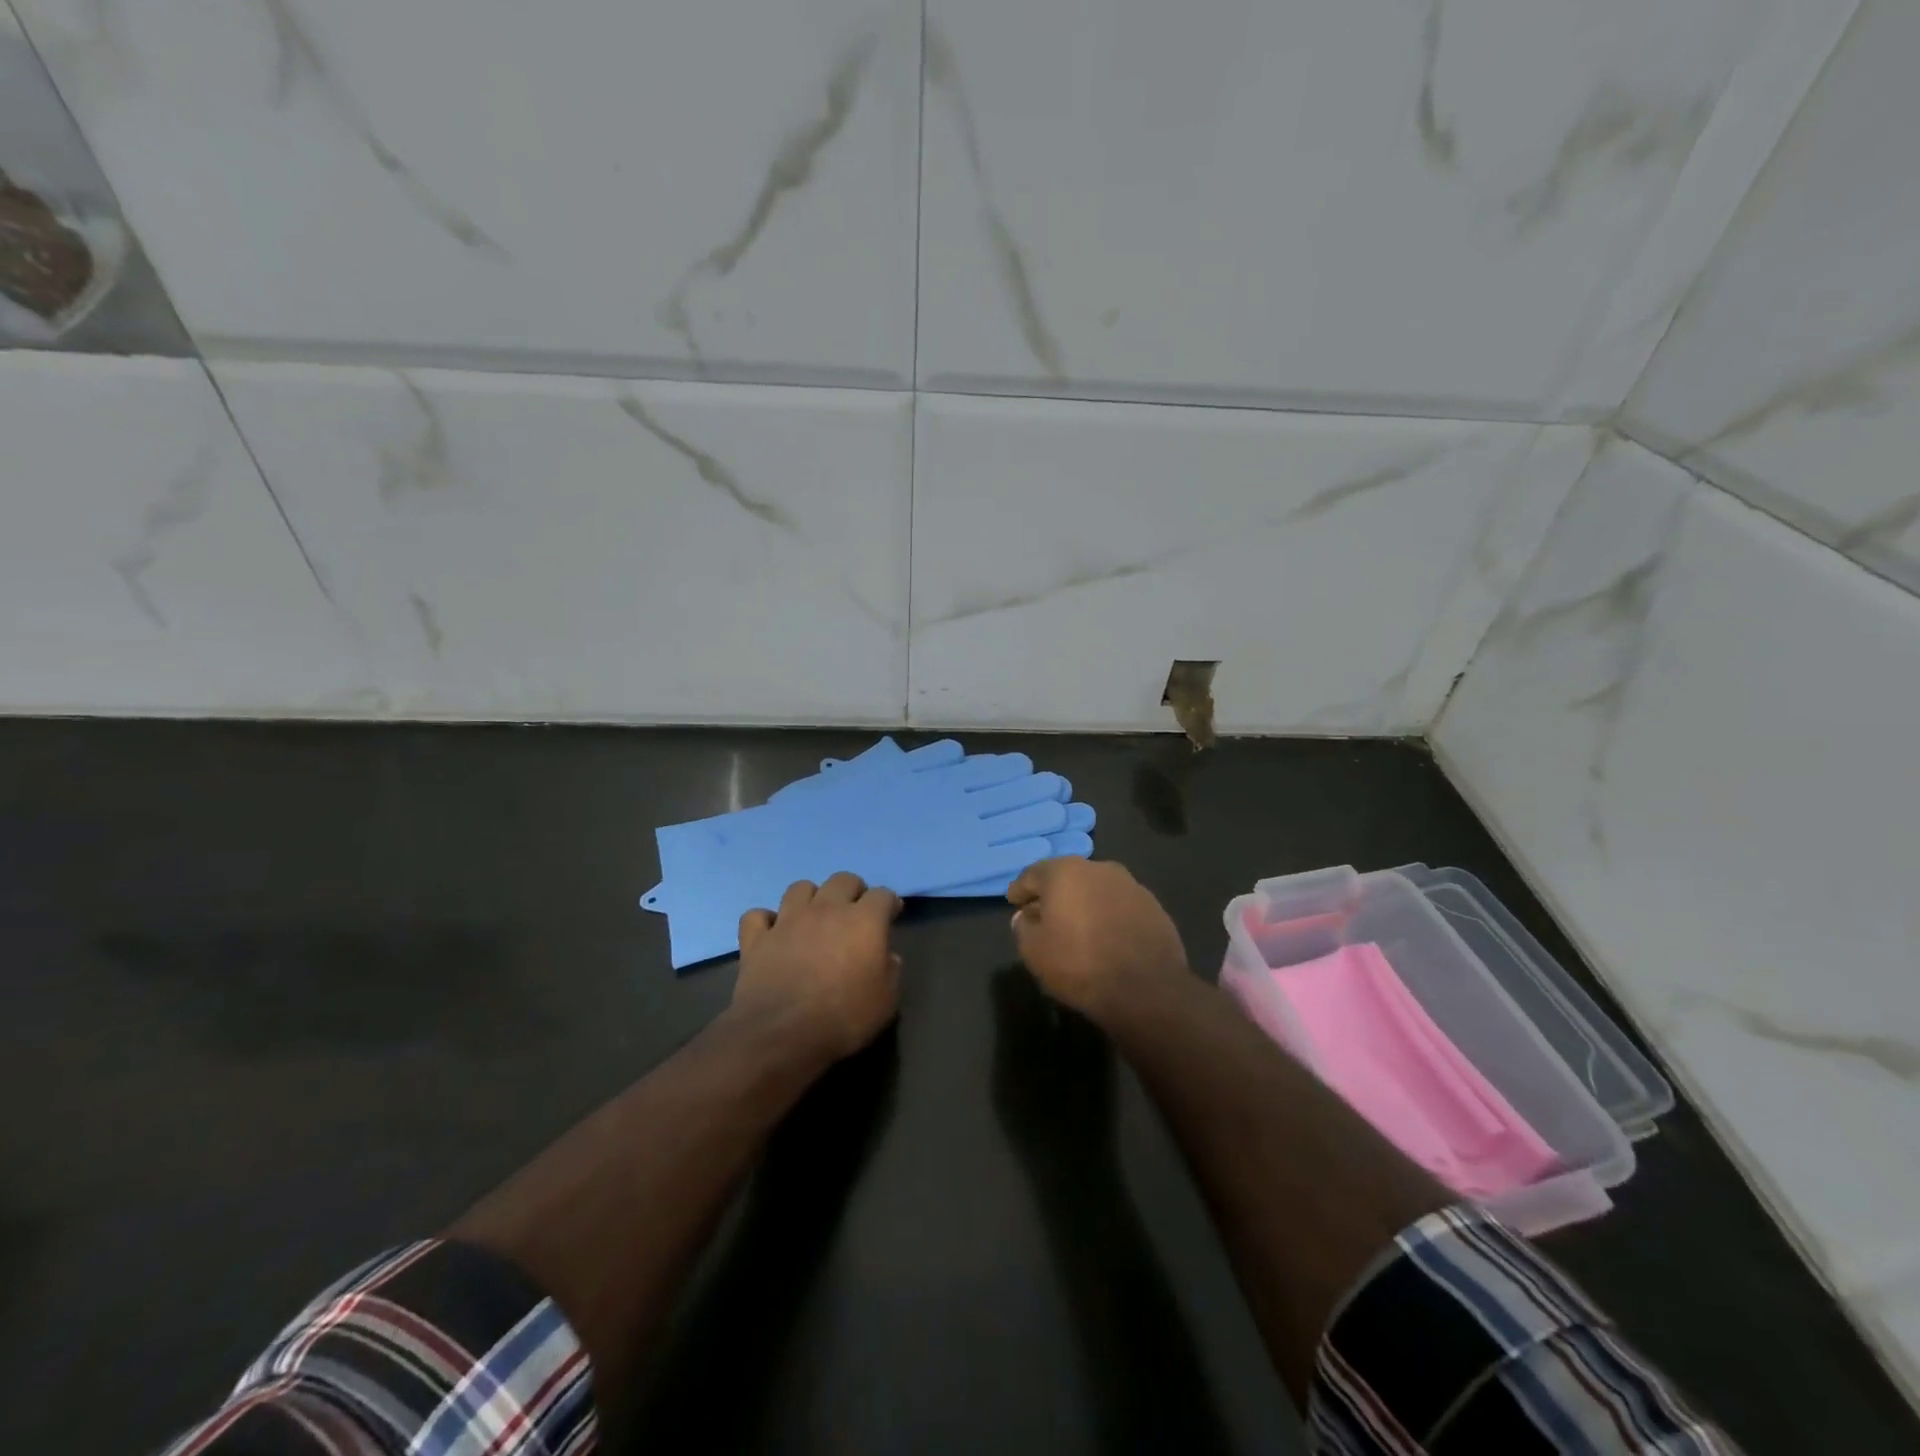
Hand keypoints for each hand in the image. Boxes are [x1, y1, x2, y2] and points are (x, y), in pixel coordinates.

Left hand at [731, 873, 902, 1062]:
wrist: (781, 1033)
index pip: (882, 895)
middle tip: (855, 912)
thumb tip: (888, 957)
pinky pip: (757, 916)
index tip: (891, 916)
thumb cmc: (843, 1018)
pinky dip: (766, 921)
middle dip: (853, 891)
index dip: (889, 903)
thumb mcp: (885, 1001)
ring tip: (814, 917)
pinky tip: (772, 933)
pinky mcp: (757, 938)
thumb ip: (890, 972)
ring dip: (811, 897)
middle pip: (843, 880)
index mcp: (863, 921)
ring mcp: (788, 920)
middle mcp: (826, 909)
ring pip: (800, 887)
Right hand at [1008, 859, 1190, 1023]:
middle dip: (1053, 893)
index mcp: (1065, 872)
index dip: (1021, 889)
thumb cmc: (1080, 965)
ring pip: (1096, 889)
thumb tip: (1025, 917)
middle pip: (1067, 877)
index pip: (1033, 874)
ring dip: (1083, 902)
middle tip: (1042, 913)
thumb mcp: (1034, 951)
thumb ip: (1023, 928)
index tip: (1013, 901)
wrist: (1146, 989)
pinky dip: (1108, 915)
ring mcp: (1131, 885)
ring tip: (1076, 925)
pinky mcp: (1154, 906)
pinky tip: (1105, 935)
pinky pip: (1120, 906)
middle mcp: (1099, 869)